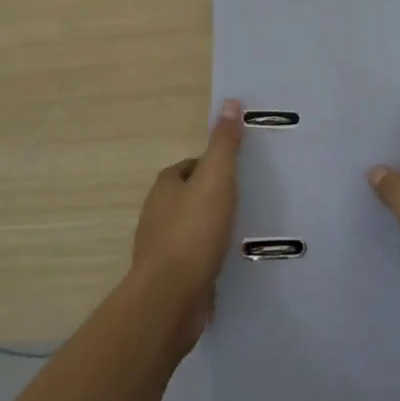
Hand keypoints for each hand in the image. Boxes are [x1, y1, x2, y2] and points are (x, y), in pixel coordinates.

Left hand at [133, 98, 244, 345]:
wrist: (171, 297)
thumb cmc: (193, 231)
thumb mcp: (216, 179)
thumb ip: (224, 144)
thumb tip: (230, 102)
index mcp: (164, 188)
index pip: (187, 167)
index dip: (209, 166)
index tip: (234, 172)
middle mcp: (156, 216)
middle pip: (186, 198)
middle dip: (210, 198)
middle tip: (243, 200)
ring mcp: (161, 250)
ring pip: (189, 230)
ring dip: (209, 230)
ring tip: (240, 231)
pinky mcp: (170, 279)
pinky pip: (192, 260)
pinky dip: (208, 258)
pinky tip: (228, 263)